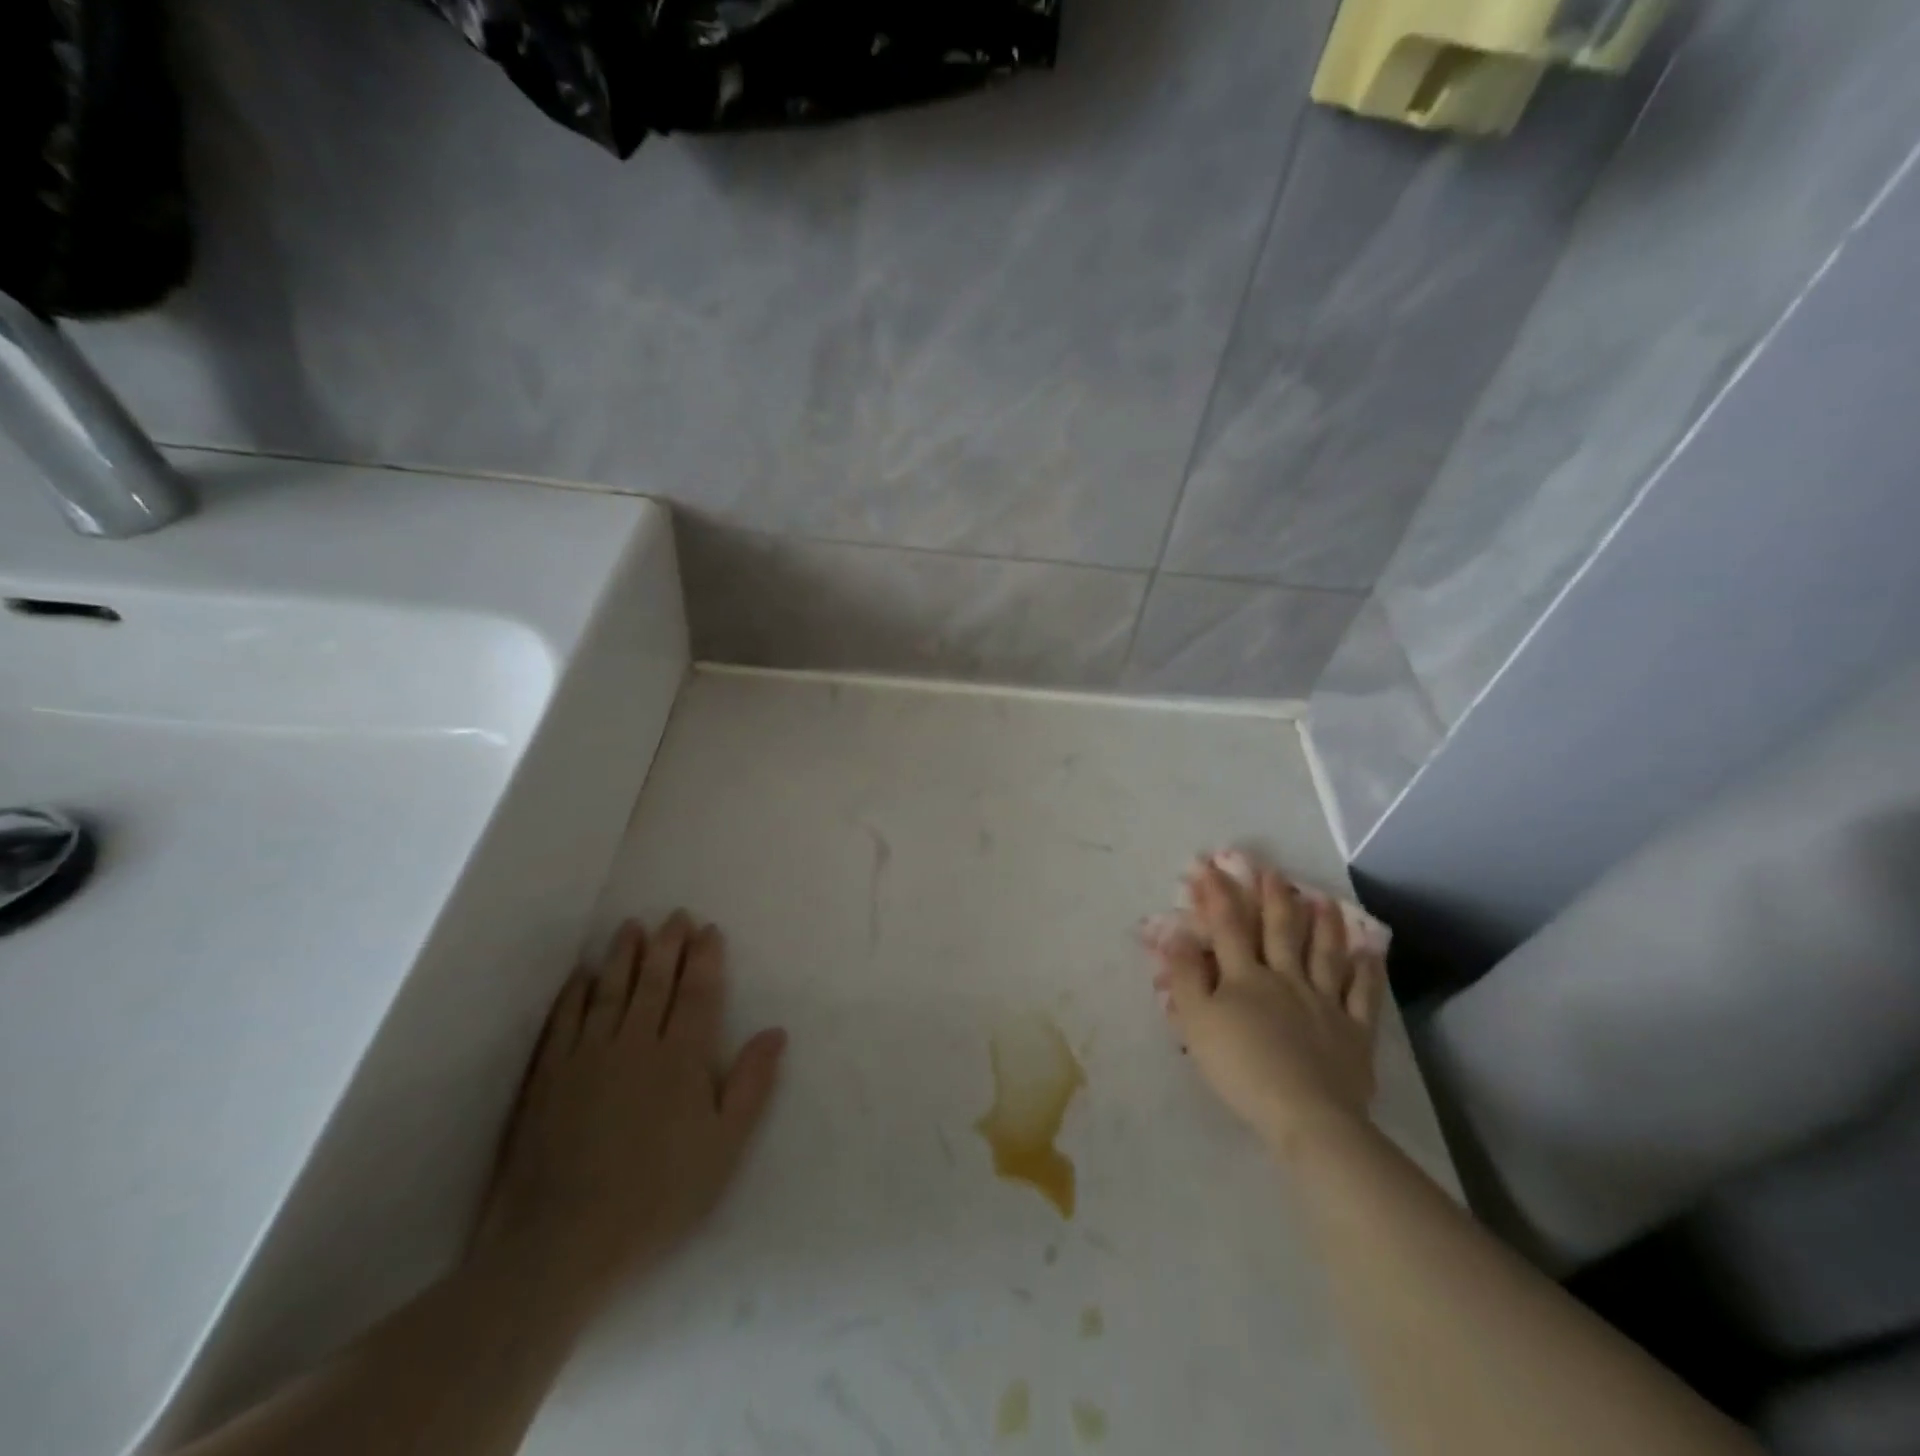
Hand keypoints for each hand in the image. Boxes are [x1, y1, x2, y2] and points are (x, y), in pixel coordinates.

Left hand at [470, 914, 786, 1317]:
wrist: (562, 1241)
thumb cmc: (659, 1195)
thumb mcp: (724, 1146)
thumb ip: (752, 1084)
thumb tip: (775, 1031)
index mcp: (681, 1058)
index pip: (697, 994)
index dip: (706, 958)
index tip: (709, 930)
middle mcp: (635, 1043)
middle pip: (654, 982)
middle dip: (668, 945)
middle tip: (675, 915)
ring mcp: (587, 1056)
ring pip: (610, 991)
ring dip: (623, 956)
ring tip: (631, 926)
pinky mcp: (549, 1077)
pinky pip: (564, 1020)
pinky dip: (574, 993)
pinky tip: (581, 975)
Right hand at [1150, 859, 1384, 1151]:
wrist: (1306, 1114)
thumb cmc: (1241, 1068)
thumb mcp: (1197, 1023)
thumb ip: (1185, 976)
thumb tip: (1175, 933)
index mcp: (1245, 977)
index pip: (1228, 927)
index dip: (1217, 894)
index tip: (1208, 866)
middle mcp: (1286, 979)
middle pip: (1279, 931)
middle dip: (1273, 898)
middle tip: (1273, 871)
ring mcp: (1325, 1002)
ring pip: (1324, 954)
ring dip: (1323, 924)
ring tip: (1323, 899)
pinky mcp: (1354, 1031)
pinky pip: (1363, 994)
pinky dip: (1367, 971)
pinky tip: (1370, 951)